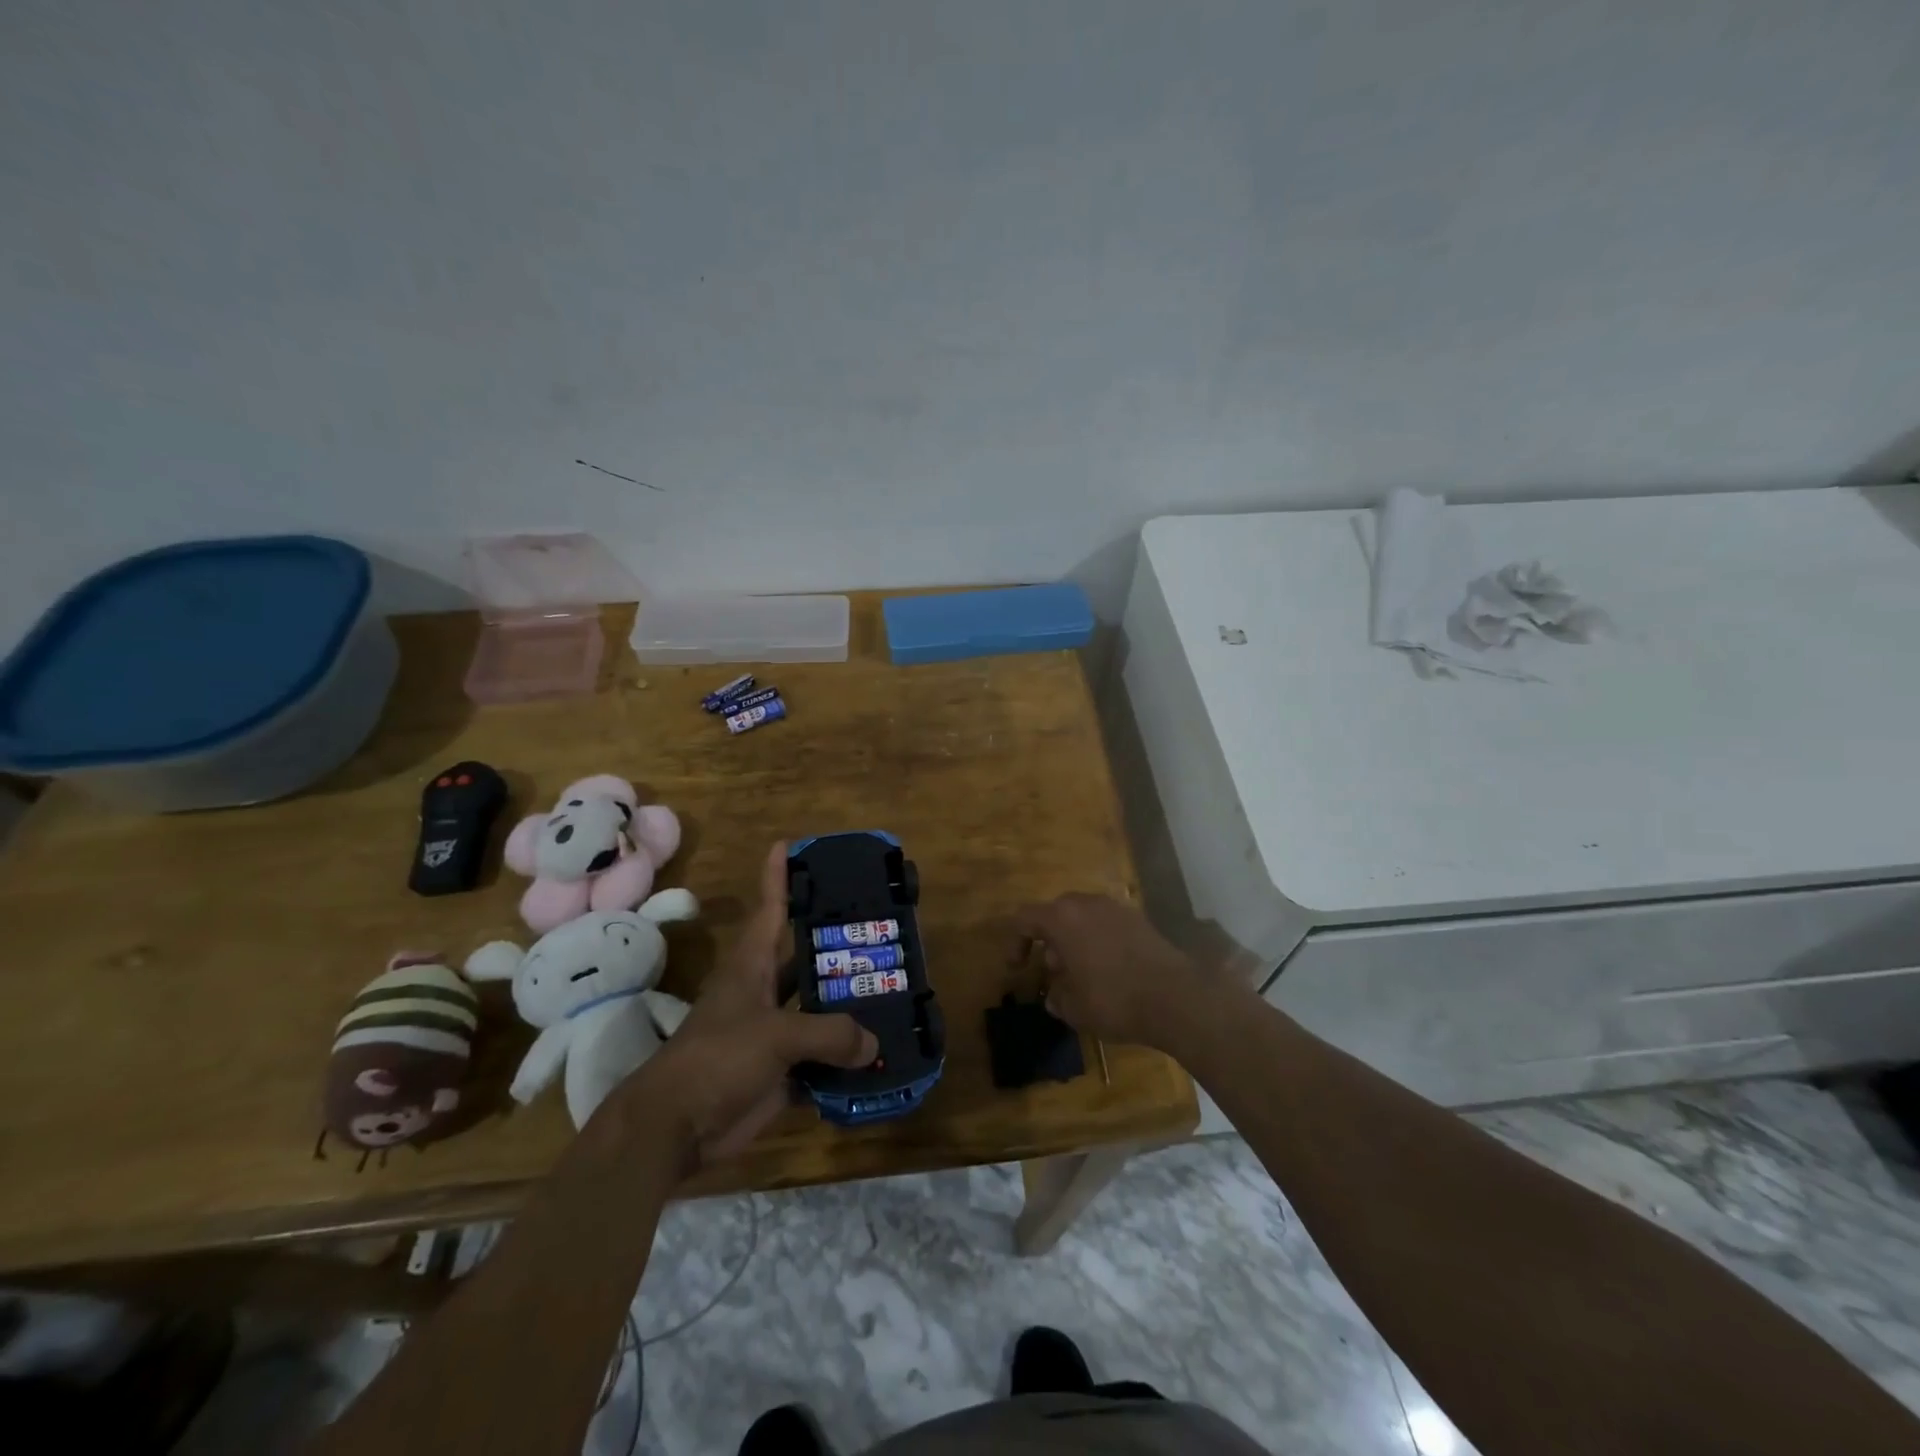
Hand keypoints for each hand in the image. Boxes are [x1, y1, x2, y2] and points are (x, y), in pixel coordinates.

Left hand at [614, 842, 876, 1170]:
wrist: (676, 1126)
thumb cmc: (717, 1059)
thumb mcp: (775, 1036)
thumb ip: (829, 1034)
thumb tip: (873, 1044)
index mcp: (752, 967)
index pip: (769, 909)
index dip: (778, 877)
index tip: (789, 845)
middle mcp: (764, 992)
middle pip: (805, 959)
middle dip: (837, 945)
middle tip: (880, 929)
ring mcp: (773, 1032)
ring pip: (818, 1009)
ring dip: (849, 1005)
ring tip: (893, 990)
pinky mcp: (780, 1071)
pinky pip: (822, 1058)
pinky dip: (847, 1059)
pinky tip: (880, 1055)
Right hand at [1009, 894, 1211, 1051]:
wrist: (1176, 997)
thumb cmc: (1113, 1000)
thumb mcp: (1074, 1008)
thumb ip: (1057, 998)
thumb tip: (1055, 995)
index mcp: (1062, 918)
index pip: (1025, 919)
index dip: (1016, 942)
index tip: (1018, 968)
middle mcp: (1087, 904)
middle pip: (1056, 913)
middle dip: (1050, 941)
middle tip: (1054, 971)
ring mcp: (1116, 908)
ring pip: (1084, 917)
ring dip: (1076, 940)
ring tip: (1082, 974)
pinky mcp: (1140, 919)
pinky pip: (1107, 924)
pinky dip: (1100, 941)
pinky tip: (1110, 971)